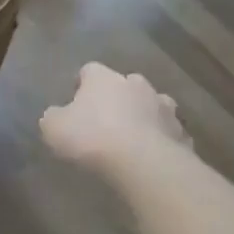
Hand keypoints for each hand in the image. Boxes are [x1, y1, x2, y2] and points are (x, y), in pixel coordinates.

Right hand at [40, 63, 188, 176]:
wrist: (142, 163)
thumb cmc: (92, 138)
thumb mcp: (54, 128)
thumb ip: (54, 117)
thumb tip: (57, 114)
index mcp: (104, 79)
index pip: (89, 70)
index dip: (81, 84)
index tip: (75, 99)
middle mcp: (136, 84)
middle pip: (125, 85)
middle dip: (117, 98)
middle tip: (105, 120)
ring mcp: (163, 107)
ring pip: (151, 106)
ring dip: (142, 117)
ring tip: (132, 139)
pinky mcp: (180, 132)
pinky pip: (167, 133)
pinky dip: (159, 140)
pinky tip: (150, 158)